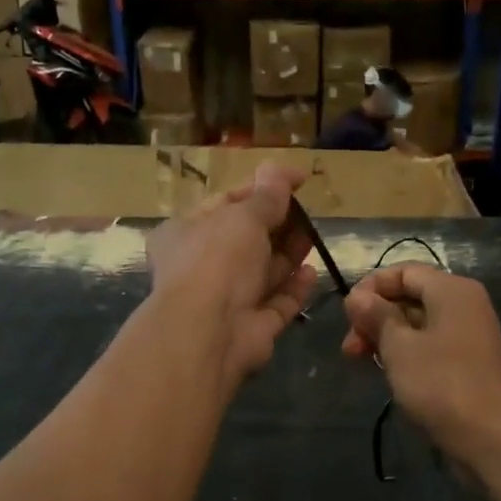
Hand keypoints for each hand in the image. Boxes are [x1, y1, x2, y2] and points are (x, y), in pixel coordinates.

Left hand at [146, 164, 317, 386]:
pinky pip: (277, 303)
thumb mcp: (243, 216)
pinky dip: (294, 288)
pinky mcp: (251, 327)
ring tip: (315, 236)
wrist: (209, 331)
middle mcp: (202, 266)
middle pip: (247, 239)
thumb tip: (280, 169)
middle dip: (278, 224)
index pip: (226, 203)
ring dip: (289, 254)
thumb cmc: (217, 260)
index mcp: (185, 232)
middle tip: (308, 211)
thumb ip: (267, 196)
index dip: (261, 188)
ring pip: (263, 272)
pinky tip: (311, 272)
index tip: (298, 180)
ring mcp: (226, 300)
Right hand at [341, 263, 500, 467]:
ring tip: (361, 362)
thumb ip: (377, 316)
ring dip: (386, 338)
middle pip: (410, 297)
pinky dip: (407, 353)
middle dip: (375, 317)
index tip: (347, 315)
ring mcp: (470, 335)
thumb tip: (357, 296)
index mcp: (452, 290)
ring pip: (418, 324)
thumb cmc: (441, 384)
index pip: (403, 271)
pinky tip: (388, 372)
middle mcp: (465, 305)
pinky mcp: (470, 363)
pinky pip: (431, 346)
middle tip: (349, 348)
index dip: (370, 288)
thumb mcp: (399, 347)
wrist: (492, 438)